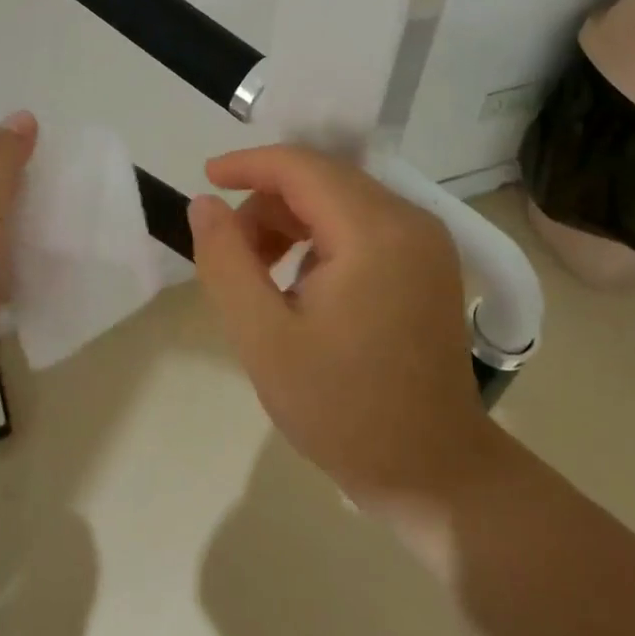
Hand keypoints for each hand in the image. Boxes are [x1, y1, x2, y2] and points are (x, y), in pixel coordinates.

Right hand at [188, 145, 497, 502]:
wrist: (430, 470)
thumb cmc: (342, 409)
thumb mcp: (263, 338)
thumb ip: (226, 261)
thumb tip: (204, 203)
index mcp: (374, 232)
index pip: (302, 167)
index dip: (249, 165)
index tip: (206, 180)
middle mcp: (410, 219)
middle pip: (323, 179)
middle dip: (267, 202)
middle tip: (232, 253)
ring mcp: (426, 240)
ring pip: (341, 199)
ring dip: (292, 221)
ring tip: (262, 276)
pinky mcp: (428, 261)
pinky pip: (363, 223)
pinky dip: (322, 236)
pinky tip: (301, 283)